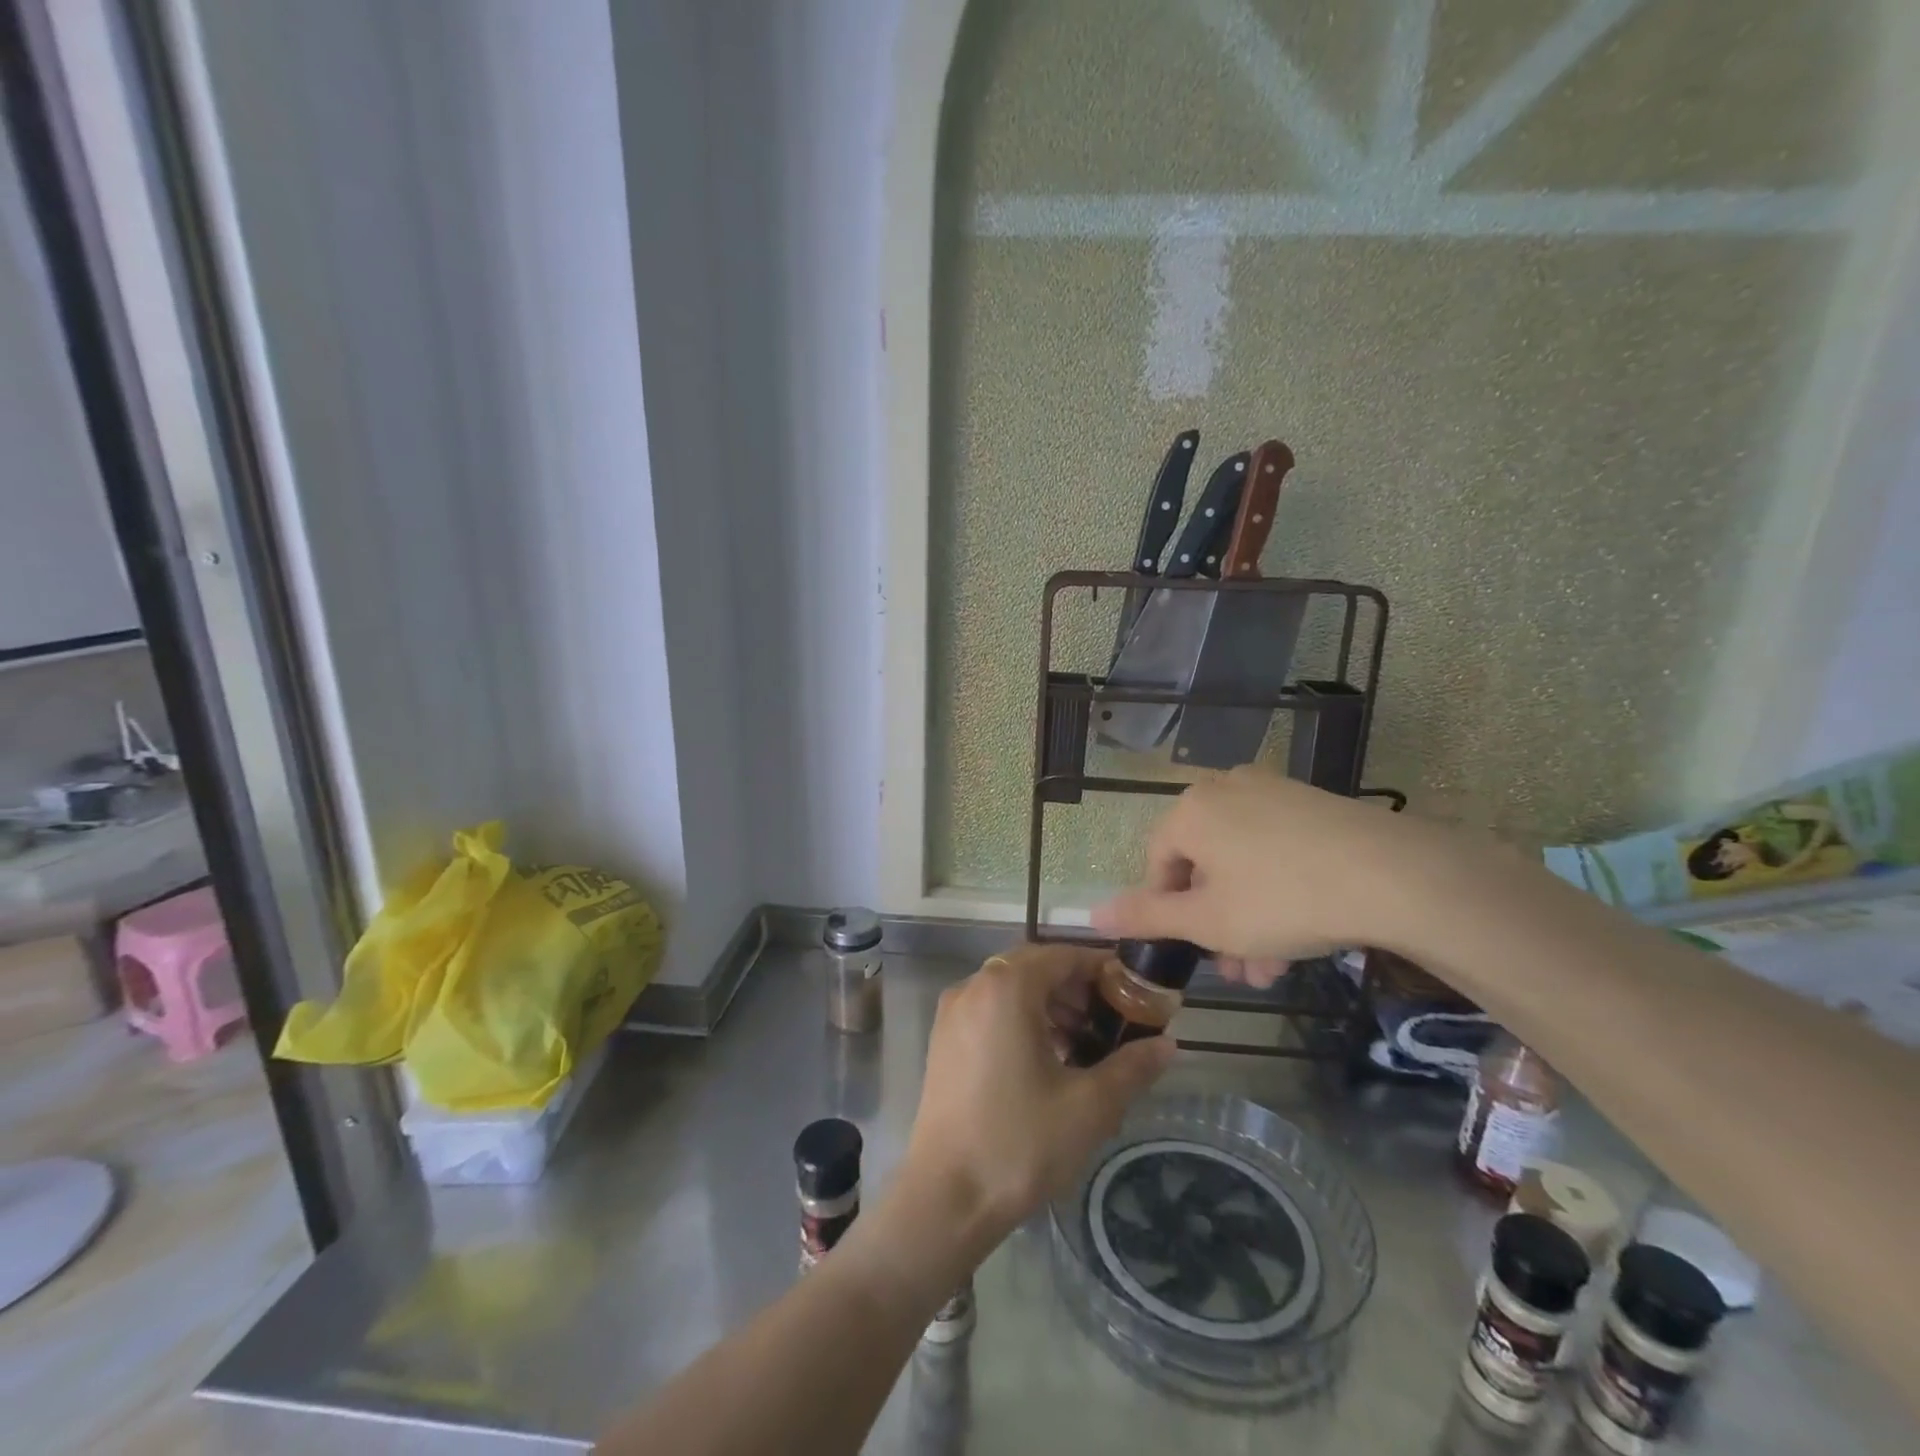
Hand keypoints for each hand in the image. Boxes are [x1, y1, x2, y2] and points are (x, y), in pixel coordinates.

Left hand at [899, 943, 1174, 1249]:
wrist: (946, 1198)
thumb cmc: (1020, 1142)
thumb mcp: (1090, 1105)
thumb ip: (1132, 1066)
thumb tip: (1168, 1045)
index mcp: (1006, 988)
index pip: (1062, 955)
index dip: (1101, 969)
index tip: (1132, 993)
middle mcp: (973, 986)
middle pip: (1034, 967)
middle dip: (1076, 988)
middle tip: (1110, 1022)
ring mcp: (952, 1012)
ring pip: (1009, 989)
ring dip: (1048, 1005)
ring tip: (1082, 1045)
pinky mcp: (943, 1039)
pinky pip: (989, 1009)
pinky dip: (1020, 1019)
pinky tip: (1045, 1060)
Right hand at [1091, 767, 1446, 977]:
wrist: (1395, 875)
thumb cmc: (1282, 899)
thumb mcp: (1207, 921)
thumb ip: (1146, 916)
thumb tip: (1091, 912)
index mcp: (1189, 811)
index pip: (1157, 864)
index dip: (1168, 913)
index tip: (1192, 951)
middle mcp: (1224, 789)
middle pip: (1202, 865)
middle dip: (1214, 924)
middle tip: (1235, 971)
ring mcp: (1272, 791)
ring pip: (1241, 862)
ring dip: (1246, 916)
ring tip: (1270, 967)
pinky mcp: (1312, 803)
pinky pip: (1276, 848)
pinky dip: (1276, 888)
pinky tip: (1300, 933)